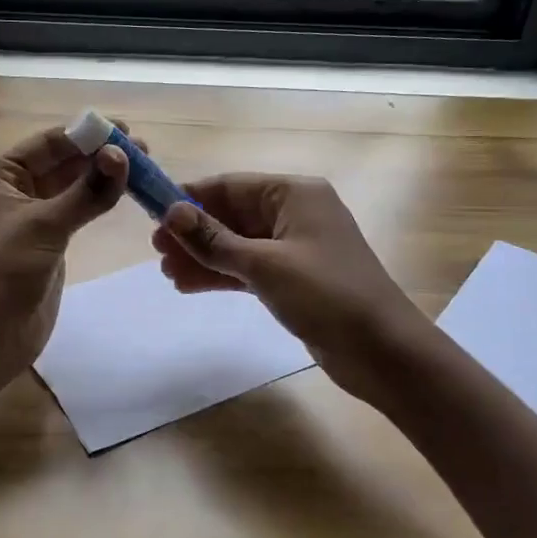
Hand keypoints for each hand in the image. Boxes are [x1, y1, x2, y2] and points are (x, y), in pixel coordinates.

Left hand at [0, 123, 132, 387]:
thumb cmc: (3, 272)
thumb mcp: (44, 225)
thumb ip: (86, 192)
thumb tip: (122, 155)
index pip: (46, 145)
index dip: (84, 135)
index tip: (124, 130)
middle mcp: (11, 193)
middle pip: (60, 164)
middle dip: (98, 155)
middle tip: (143, 149)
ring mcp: (30, 219)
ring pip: (70, 188)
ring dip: (101, 177)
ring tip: (141, 166)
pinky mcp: (47, 244)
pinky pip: (75, 213)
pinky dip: (97, 202)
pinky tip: (122, 192)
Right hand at [152, 173, 426, 406]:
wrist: (383, 351)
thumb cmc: (326, 295)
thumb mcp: (264, 265)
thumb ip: (214, 240)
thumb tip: (171, 213)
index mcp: (294, 194)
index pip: (230, 186)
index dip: (190, 199)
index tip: (153, 216)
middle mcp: (294, 213)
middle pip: (232, 215)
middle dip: (194, 233)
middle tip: (156, 252)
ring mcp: (295, 248)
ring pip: (237, 244)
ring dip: (203, 257)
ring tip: (167, 273)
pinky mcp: (294, 279)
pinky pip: (248, 269)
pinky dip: (221, 275)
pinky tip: (190, 285)